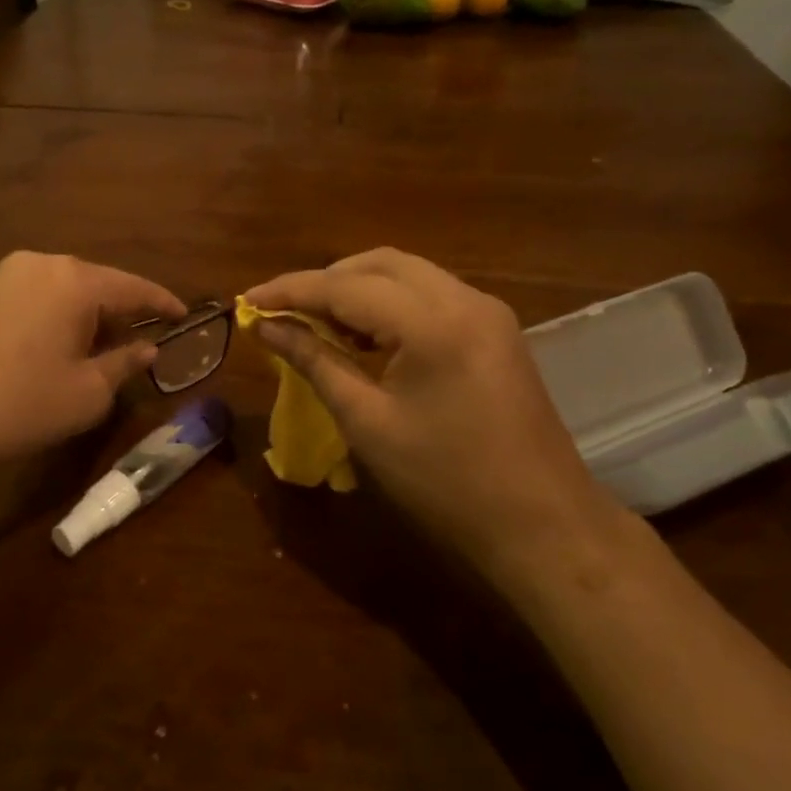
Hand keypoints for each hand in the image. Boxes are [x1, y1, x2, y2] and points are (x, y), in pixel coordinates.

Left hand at [0, 252, 184, 478]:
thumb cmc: (22, 404)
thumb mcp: (87, 393)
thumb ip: (124, 364)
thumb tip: (146, 350)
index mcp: (74, 281)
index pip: (132, 288)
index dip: (162, 303)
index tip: (184, 315)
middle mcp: (38, 265)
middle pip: (94, 283)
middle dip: (119, 311)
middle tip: (138, 341)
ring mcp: (1, 276)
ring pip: (60, 289)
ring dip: (83, 314)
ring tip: (95, 347)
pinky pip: (31, 297)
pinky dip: (52, 316)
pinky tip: (51, 346)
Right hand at [244, 249, 626, 581]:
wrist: (543, 525)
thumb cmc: (445, 482)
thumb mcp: (368, 422)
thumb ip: (315, 362)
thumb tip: (267, 328)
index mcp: (432, 323)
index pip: (344, 286)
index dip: (289, 291)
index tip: (247, 302)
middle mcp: (464, 300)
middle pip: (379, 264)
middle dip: (324, 282)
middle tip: (283, 314)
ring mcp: (487, 312)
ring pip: (406, 275)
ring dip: (357, 290)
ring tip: (316, 325)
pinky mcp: (495, 330)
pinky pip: (429, 296)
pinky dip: (389, 305)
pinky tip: (364, 337)